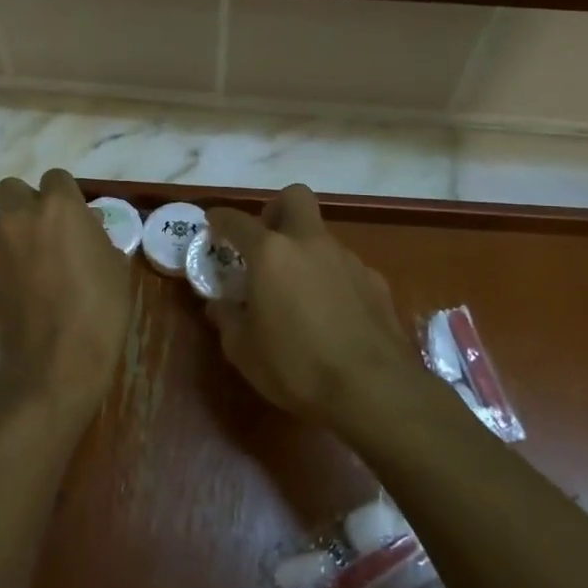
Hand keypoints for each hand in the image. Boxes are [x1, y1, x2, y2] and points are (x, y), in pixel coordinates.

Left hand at [0, 168, 130, 422]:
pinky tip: (29, 288)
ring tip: (40, 266)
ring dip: (18, 233)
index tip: (77, 217)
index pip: (55, 177)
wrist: (56, 361)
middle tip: (49, 231)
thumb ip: (96, 235)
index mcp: (59, 207)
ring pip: (3, 223)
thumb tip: (86, 226)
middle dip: (27, 202)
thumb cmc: (99, 310)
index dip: (65, 194)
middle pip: (12, 188)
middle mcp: (21, 217)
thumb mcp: (115, 266)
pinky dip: (10, 260)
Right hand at [205, 185, 422, 425]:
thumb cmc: (296, 366)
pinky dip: (331, 278)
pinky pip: (345, 267)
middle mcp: (310, 244)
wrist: (373, 390)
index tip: (212, 222)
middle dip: (275, 210)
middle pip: (294, 197)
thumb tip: (221, 305)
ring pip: (321, 236)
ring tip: (297, 292)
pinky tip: (330, 313)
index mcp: (271, 254)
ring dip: (305, 251)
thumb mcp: (243, 350)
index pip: (237, 221)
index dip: (220, 218)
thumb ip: (228, 319)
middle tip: (265, 242)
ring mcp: (348, 260)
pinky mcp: (376, 282)